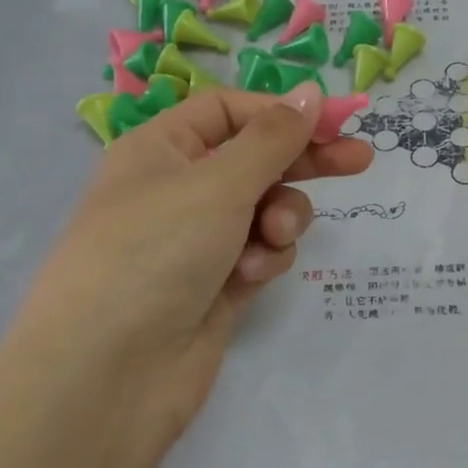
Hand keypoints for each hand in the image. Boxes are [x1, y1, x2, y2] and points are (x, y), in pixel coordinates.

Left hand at [0, 83, 372, 455]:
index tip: (334, 122)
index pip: (229, 111)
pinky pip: (260, 253)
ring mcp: (198, 241)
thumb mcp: (217, 183)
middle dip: (304, 162)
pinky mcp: (218, 285)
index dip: (280, 112)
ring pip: (266, 210)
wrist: (107, 374)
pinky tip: (249, 278)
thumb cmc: (154, 252)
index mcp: (161, 150)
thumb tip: (310, 93)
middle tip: (360, 161)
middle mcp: (178, 190)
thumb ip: (273, 138)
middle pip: (256, 159)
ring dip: (281, 218)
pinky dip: (264, 259)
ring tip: (271, 238)